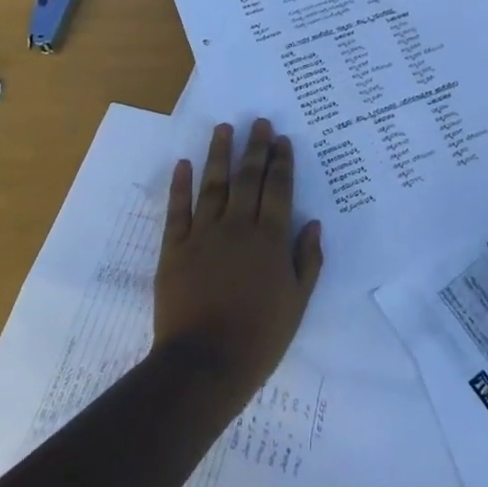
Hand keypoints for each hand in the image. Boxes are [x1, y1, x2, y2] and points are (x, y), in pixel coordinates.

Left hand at [153, 119, 323, 395]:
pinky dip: (180, 185)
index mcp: (271, 239)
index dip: (281, 162)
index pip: (278, 189)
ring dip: (219, 154)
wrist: (205, 364)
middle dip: (255, 148)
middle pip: (248, 178)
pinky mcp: (174, 249)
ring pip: (213, 185)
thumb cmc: (260, 336)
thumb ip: (308, 260)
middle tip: (259, 122)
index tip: (282, 139)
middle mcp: (238, 227)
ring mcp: (203, 235)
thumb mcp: (298, 302)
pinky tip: (184, 164)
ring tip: (223, 128)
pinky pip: (178, 210)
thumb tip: (313, 223)